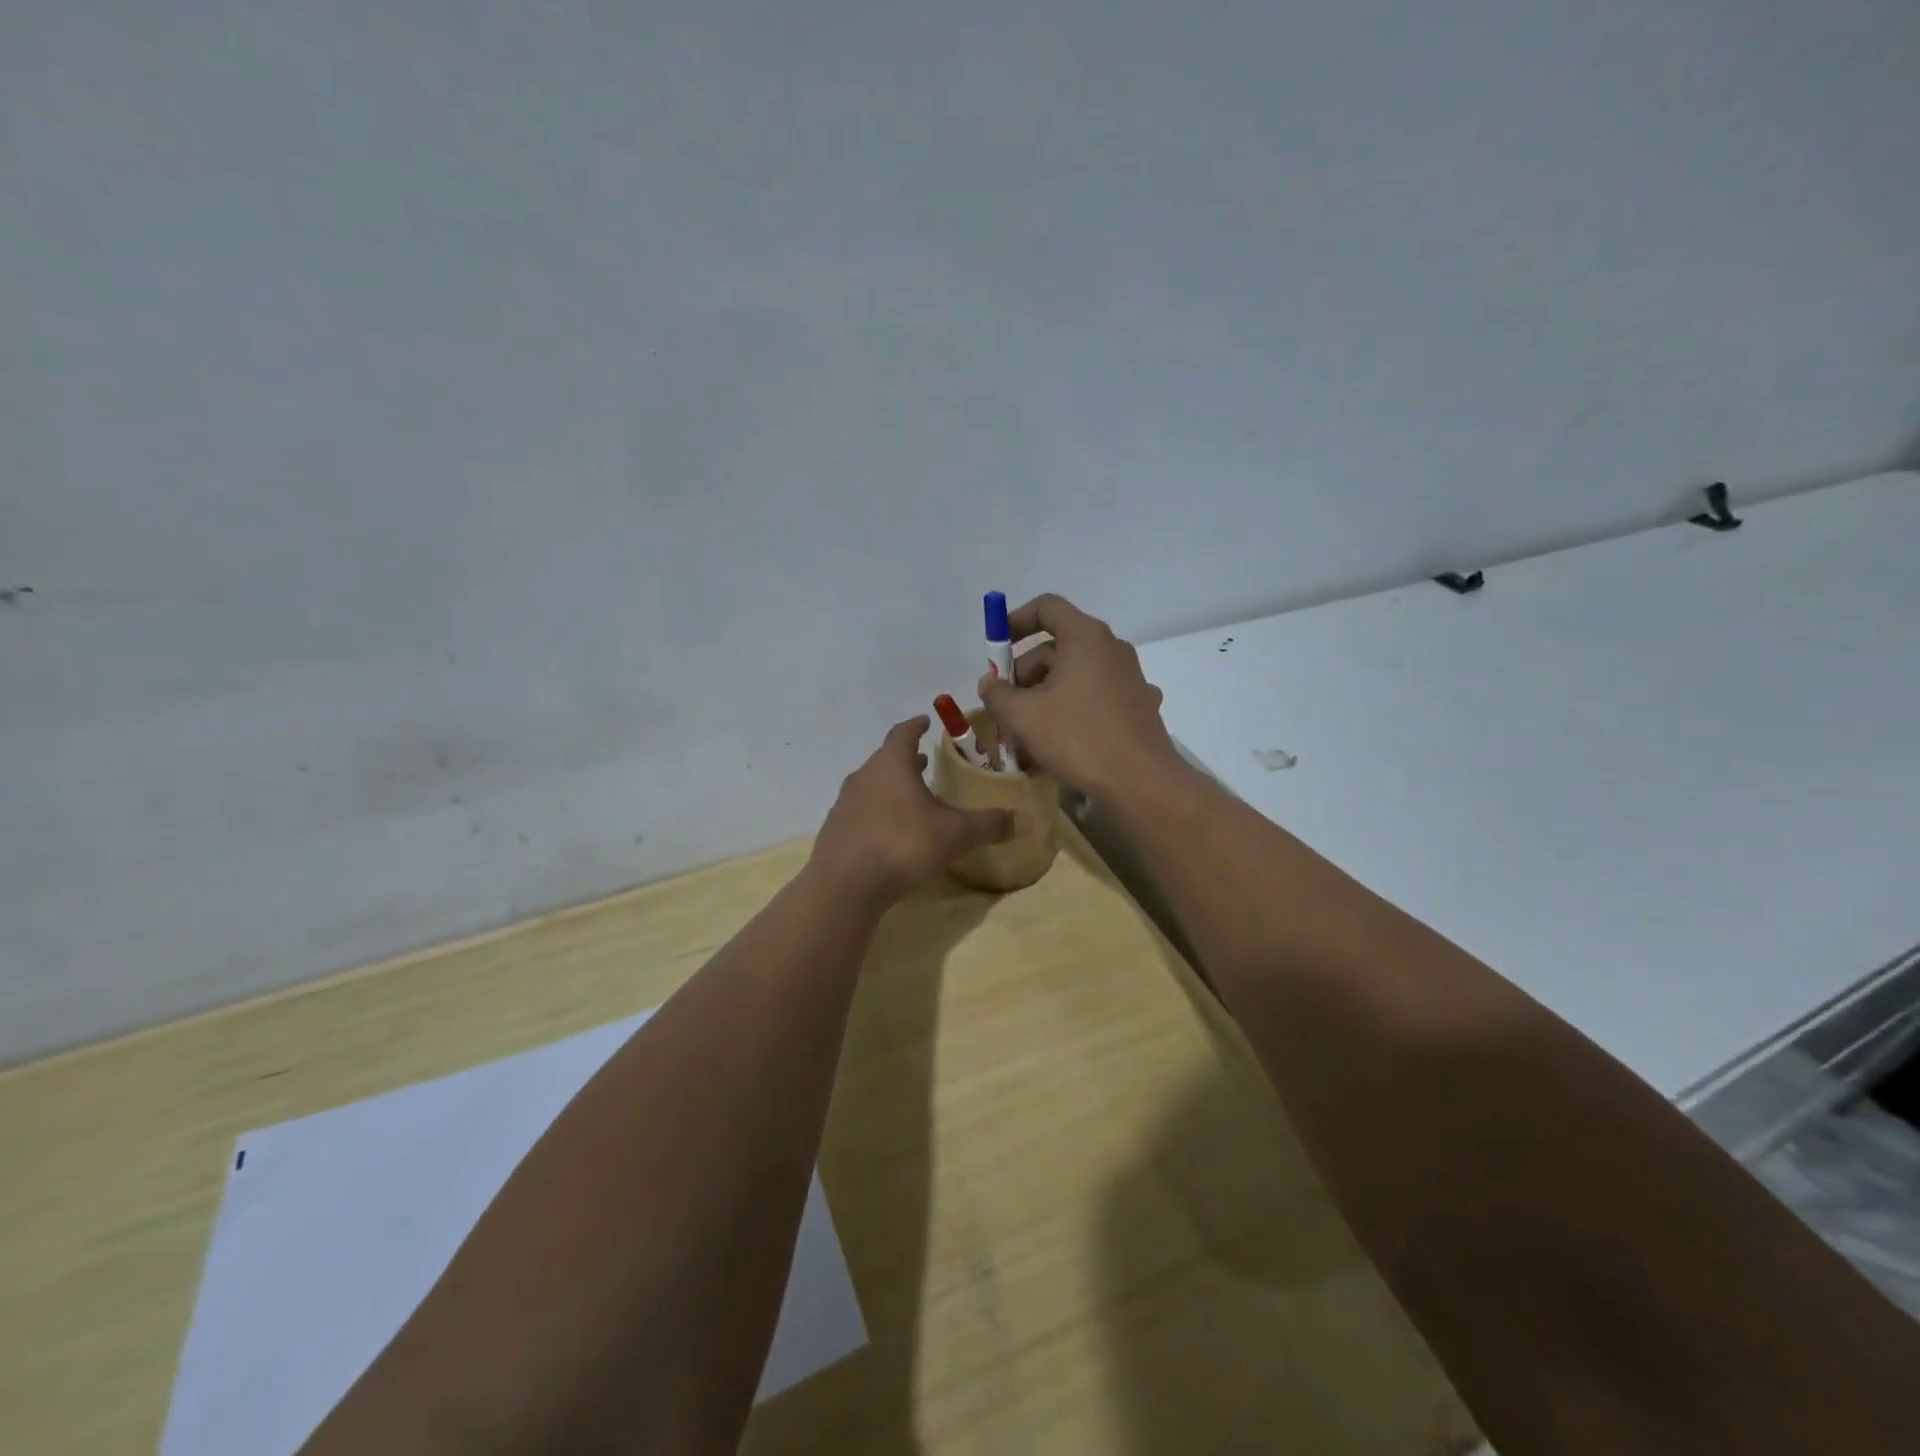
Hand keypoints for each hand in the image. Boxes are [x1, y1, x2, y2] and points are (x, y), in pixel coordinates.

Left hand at [810, 717, 1014, 905]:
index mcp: (891, 764)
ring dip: (891, 786)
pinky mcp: (835, 831)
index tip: (926, 722)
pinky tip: (891, 831)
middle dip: (906, 759)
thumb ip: (988, 824)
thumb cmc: (902, 844)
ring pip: (872, 785)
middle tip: (925, 761)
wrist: (844, 886)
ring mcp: (844, 804)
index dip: (916, 726)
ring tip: (911, 796)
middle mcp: (864, 776)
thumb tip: (1025, 819)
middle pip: (886, 759)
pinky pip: (861, 812)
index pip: (903, 733)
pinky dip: (878, 812)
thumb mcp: (954, 835)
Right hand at [977, 594, 1180, 798]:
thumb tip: (989, 683)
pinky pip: (1096, 696)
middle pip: (1058, 646)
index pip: (1047, 607)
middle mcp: (1111, 648)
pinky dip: (1073, 708)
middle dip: (1025, 673)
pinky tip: (1062, 740)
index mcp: (1085, 637)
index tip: (996, 648)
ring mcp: (1129, 677)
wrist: (1141, 782)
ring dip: (1045, 694)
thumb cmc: (1078, 738)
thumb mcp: (1023, 716)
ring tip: (1026, 731)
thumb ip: (997, 693)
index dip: (1015, 621)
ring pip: (1076, 674)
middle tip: (1005, 705)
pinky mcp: (1139, 705)